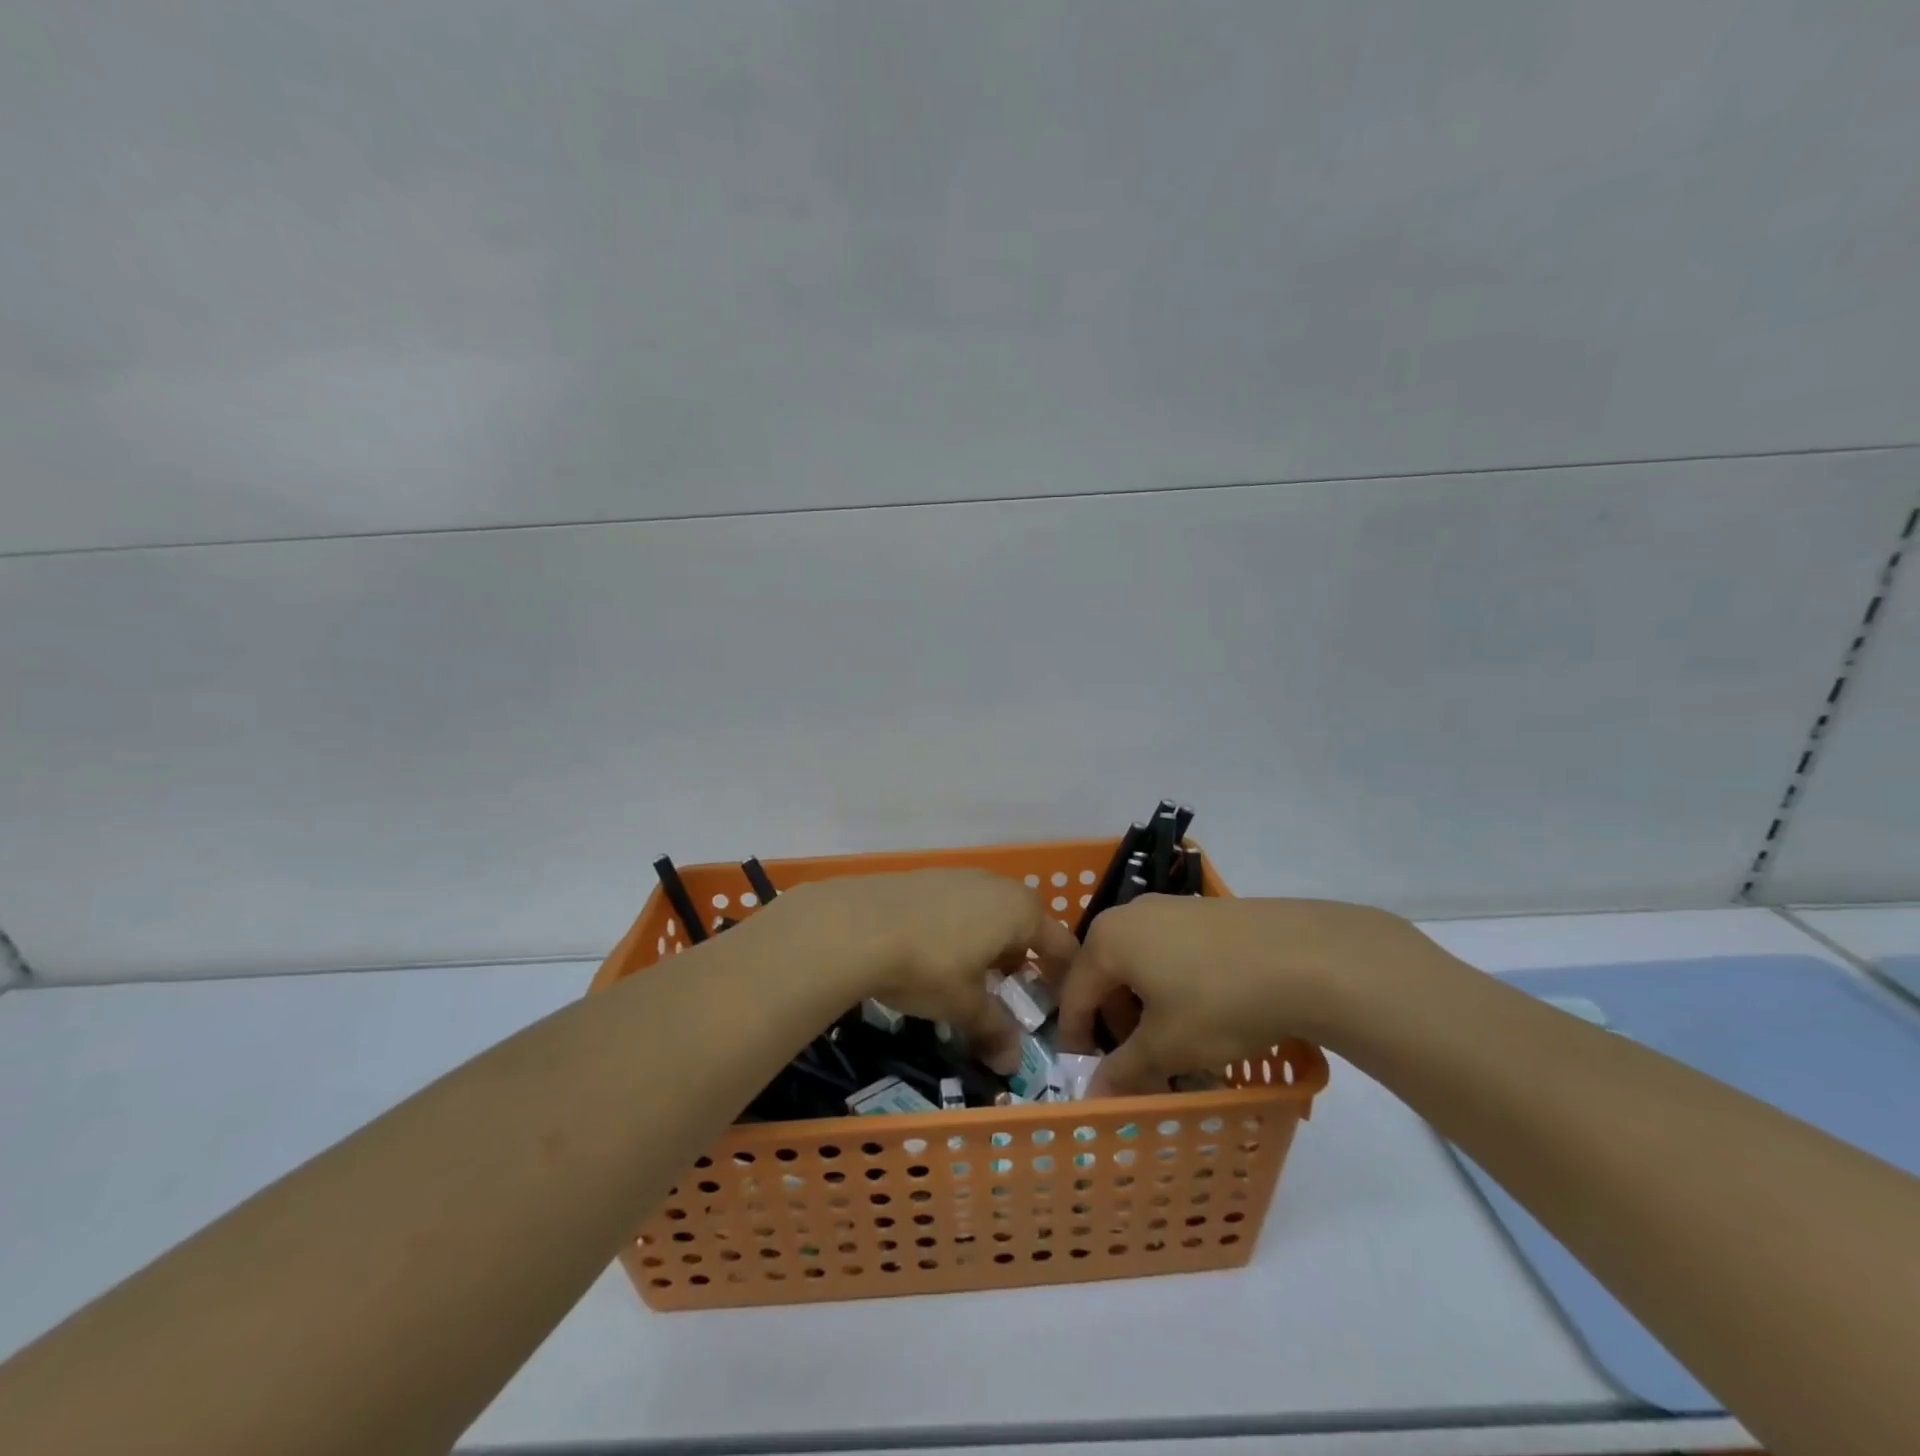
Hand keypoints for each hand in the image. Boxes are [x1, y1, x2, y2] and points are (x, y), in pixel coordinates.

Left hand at [772, 869, 1078, 1073]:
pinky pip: (957, 904)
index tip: (1057, 1002)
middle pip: (1024, 923)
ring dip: (987, 941)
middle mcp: (996, 885)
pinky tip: (931, 951)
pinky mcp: (926, 876)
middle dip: (1020, 957)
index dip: (1062, 975)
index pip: (1059, 944)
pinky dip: (957, 928)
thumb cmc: (928, 965)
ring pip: (988, 911)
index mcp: (1020, 911)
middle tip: (1008, 990)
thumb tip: (1013, 1065)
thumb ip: (994, 1031)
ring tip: (968, 974)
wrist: (857, 924)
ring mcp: (959, 875)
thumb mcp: (964, 1005)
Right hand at [1058, 895, 1445, 1094]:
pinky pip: (1170, 951)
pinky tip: (1203, 1011)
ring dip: (1145, 1005)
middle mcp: (1130, 914)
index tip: (1086, 1073)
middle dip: (1116, 1022)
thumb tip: (1093, 1093)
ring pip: (1140, 963)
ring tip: (1174, 1042)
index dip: (1076, 1038)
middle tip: (1138, 1063)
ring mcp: (1170, 907)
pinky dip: (1172, 984)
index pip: (1074, 994)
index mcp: (1107, 940)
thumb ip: (1125, 1070)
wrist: (1306, 957)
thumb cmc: (1220, 1002)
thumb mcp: (1169, 1047)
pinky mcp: (1204, 911)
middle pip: (1106, 974)